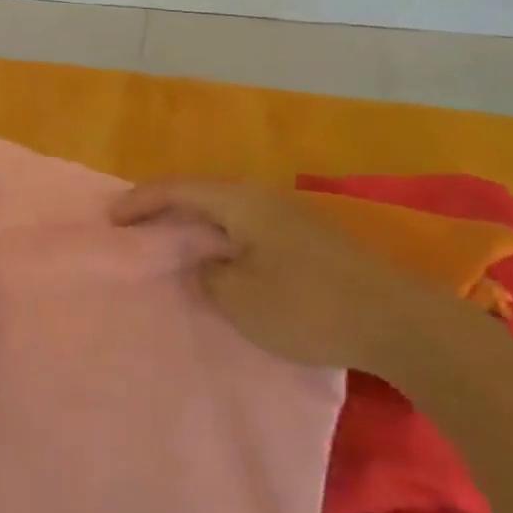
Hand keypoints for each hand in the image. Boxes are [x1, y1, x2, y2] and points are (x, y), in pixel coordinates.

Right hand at [112, 179, 456, 376]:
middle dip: (166, 207)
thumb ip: (208, 275)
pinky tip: (223, 259)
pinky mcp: (310, 240)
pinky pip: (249, 228)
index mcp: (240, 202)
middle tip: (137, 225)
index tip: (111, 218)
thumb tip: (207, 264)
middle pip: (202, 193)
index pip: (178, 189)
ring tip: (173, 242)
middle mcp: (263, 198)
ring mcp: (291, 216)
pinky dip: (223, 237)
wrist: (400, 322)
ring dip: (197, 224)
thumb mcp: (240, 298)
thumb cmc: (308, 306)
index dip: (141, 201)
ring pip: (228, 211)